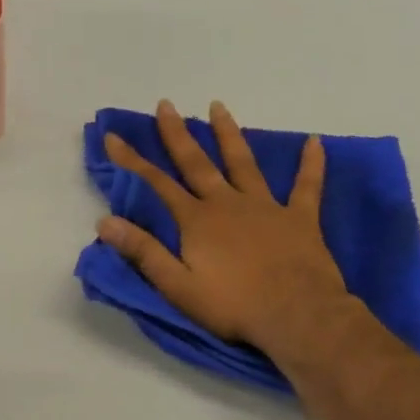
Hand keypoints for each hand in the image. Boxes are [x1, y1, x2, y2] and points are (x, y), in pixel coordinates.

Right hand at [96, 100, 351, 356]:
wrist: (296, 315)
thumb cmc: (233, 306)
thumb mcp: (178, 287)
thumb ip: (144, 252)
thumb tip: (105, 222)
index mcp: (197, 221)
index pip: (157, 184)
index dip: (132, 161)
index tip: (113, 136)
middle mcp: (227, 204)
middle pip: (197, 163)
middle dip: (178, 134)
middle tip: (166, 104)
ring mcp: (266, 207)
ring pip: (243, 162)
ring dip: (229, 134)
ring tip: (218, 106)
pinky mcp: (300, 218)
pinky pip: (306, 185)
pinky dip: (311, 163)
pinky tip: (315, 141)